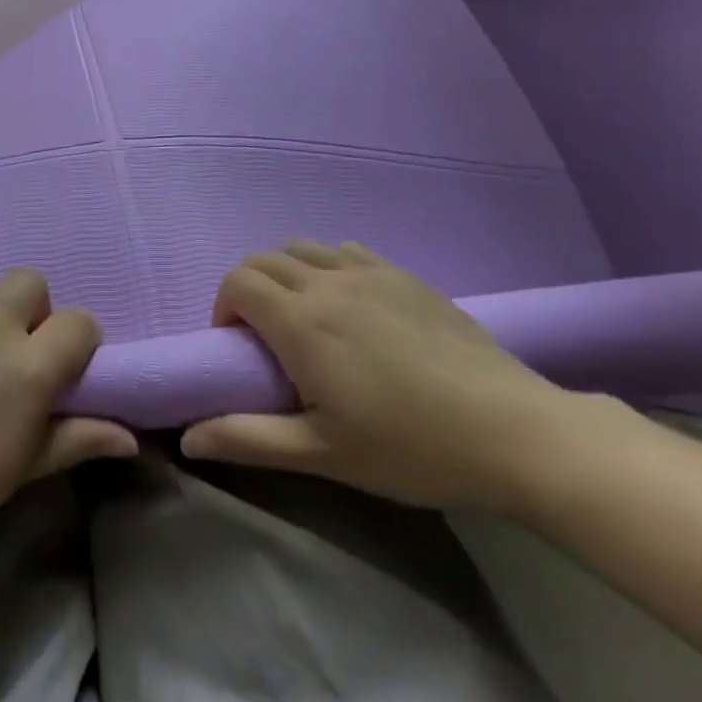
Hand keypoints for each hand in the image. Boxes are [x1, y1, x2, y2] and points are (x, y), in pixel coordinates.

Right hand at [181, 240, 587, 510]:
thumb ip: (248, 439)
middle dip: (247, 290)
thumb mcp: (322, 454)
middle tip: (265, 339)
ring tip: (306, 320)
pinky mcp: (405, 275)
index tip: (239, 350)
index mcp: (301, 321)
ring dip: (286, 274)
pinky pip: (345, 250)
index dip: (223, 310)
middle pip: (262, 259)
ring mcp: (370, 272)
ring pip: (302, 248)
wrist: (513, 431)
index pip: (236, 283)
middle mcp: (327, 281)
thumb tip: (189, 437)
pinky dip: (327, 266)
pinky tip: (351, 306)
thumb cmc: (409, 447)